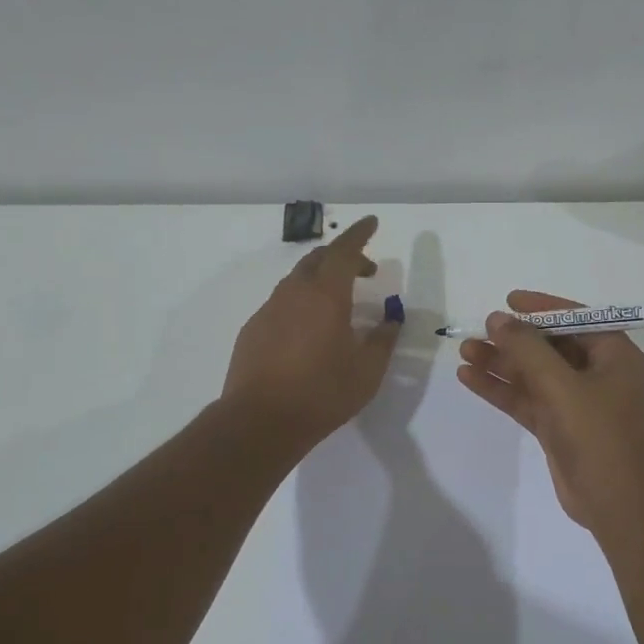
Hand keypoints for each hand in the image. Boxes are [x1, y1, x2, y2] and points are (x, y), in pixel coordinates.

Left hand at [223, 215, 400, 448]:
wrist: (259, 421)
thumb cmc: (322, 393)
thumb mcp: (367, 371)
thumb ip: (383, 341)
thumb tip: (391, 321)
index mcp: (326, 296)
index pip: (345, 251)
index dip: (360, 234)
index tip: (372, 223)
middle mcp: (294, 293)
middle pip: (318, 259)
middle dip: (343, 256)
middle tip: (365, 271)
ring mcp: (269, 309)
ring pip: (297, 280)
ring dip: (321, 279)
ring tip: (338, 302)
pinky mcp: (253, 329)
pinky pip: (281, 302)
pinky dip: (301, 302)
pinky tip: (308, 330)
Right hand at [455, 289, 643, 531]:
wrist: (613, 502)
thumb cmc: (596, 435)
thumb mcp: (561, 385)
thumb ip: (527, 349)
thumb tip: (498, 318)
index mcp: (614, 355)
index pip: (576, 318)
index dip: (542, 307)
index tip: (509, 301)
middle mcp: (597, 373)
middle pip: (550, 346)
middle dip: (513, 339)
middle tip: (478, 331)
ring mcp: (576, 401)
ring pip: (533, 373)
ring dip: (501, 363)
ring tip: (464, 352)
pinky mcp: (558, 424)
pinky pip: (527, 398)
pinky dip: (501, 389)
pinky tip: (470, 378)